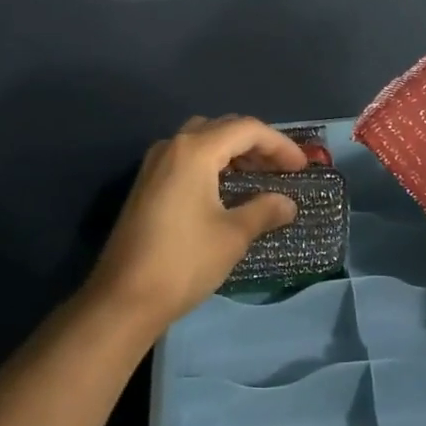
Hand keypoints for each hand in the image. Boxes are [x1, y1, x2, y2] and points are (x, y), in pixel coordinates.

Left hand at [80, 115, 306, 335]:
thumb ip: (264, 211)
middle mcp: (172, 146)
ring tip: (259, 177)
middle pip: (223, 128)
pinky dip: (212, 163)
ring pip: (202, 140)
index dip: (279, 144)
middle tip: (282, 169)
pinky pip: (186, 158)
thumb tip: (288, 203)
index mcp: (195, 151)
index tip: (302, 168)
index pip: (246, 129)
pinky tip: (226, 190)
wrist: (123, 297)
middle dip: (256, 144)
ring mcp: (155, 164)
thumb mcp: (232, 236)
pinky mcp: (146, 184)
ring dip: (233, 152)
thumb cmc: (183, 262)